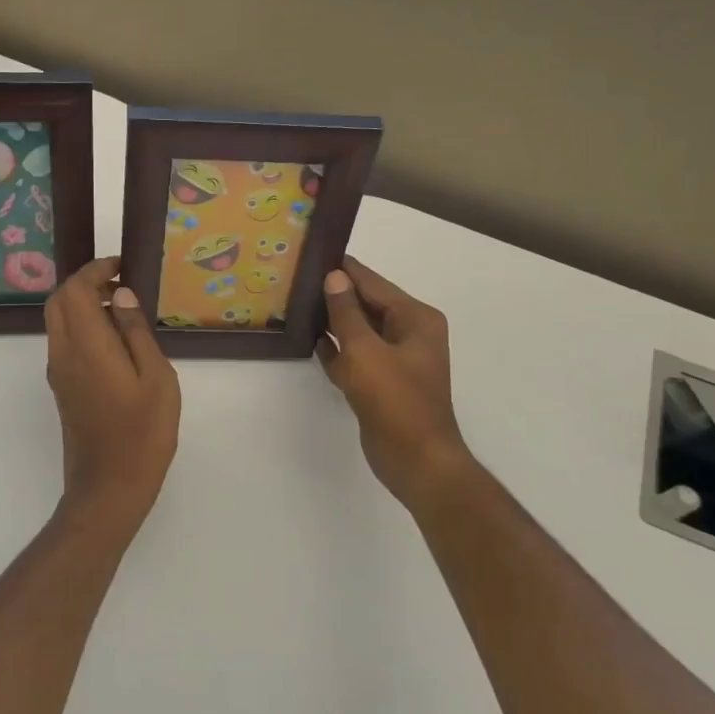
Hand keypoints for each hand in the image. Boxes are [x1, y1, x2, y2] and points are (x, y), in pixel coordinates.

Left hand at [45, 257, 180, 536]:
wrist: (108, 489)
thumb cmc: (143, 434)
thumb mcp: (156, 378)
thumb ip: (135, 332)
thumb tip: (121, 295)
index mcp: (87, 346)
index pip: (74, 290)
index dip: (94, 270)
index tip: (121, 266)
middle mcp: (64, 354)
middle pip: (58, 301)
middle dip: (84, 284)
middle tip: (120, 285)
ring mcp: (59, 373)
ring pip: (58, 322)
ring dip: (82, 305)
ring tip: (122, 310)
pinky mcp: (62, 390)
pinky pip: (64, 343)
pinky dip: (82, 327)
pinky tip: (115, 341)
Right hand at [316, 258, 475, 504]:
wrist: (415, 460)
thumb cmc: (395, 399)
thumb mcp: (365, 350)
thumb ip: (346, 313)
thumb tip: (334, 277)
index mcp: (416, 319)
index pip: (375, 284)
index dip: (345, 270)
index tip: (316, 253)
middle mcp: (410, 334)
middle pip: (368, 306)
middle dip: (337, 296)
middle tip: (299, 279)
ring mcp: (396, 361)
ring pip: (360, 332)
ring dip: (334, 323)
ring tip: (298, 305)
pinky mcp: (382, 384)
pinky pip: (356, 357)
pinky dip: (337, 351)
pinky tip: (312, 342)